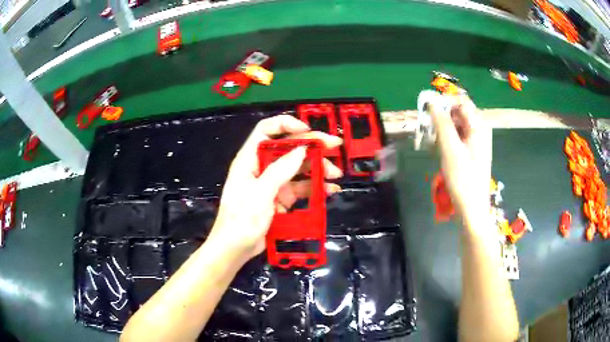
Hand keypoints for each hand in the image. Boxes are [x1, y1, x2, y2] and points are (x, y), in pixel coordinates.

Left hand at [208, 115, 342, 260]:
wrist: (235, 249)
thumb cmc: (241, 220)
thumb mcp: (260, 194)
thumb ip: (280, 171)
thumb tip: (302, 149)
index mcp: (250, 159)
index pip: (266, 131)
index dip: (286, 125)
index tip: (307, 131)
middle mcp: (262, 167)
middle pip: (288, 149)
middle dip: (312, 147)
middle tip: (335, 146)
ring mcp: (272, 184)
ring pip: (297, 169)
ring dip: (317, 169)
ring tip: (336, 174)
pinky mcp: (280, 199)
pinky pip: (300, 189)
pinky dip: (314, 188)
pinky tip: (329, 190)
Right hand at [429, 95, 491, 224]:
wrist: (472, 208)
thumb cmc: (463, 178)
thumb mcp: (450, 149)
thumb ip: (442, 123)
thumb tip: (432, 102)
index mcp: (479, 126)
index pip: (461, 101)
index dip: (444, 103)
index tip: (429, 112)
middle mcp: (479, 130)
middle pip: (458, 113)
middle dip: (442, 118)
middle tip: (429, 131)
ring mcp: (476, 142)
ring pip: (456, 126)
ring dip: (442, 130)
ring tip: (433, 144)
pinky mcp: (471, 152)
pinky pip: (457, 138)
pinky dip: (447, 140)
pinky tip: (440, 151)